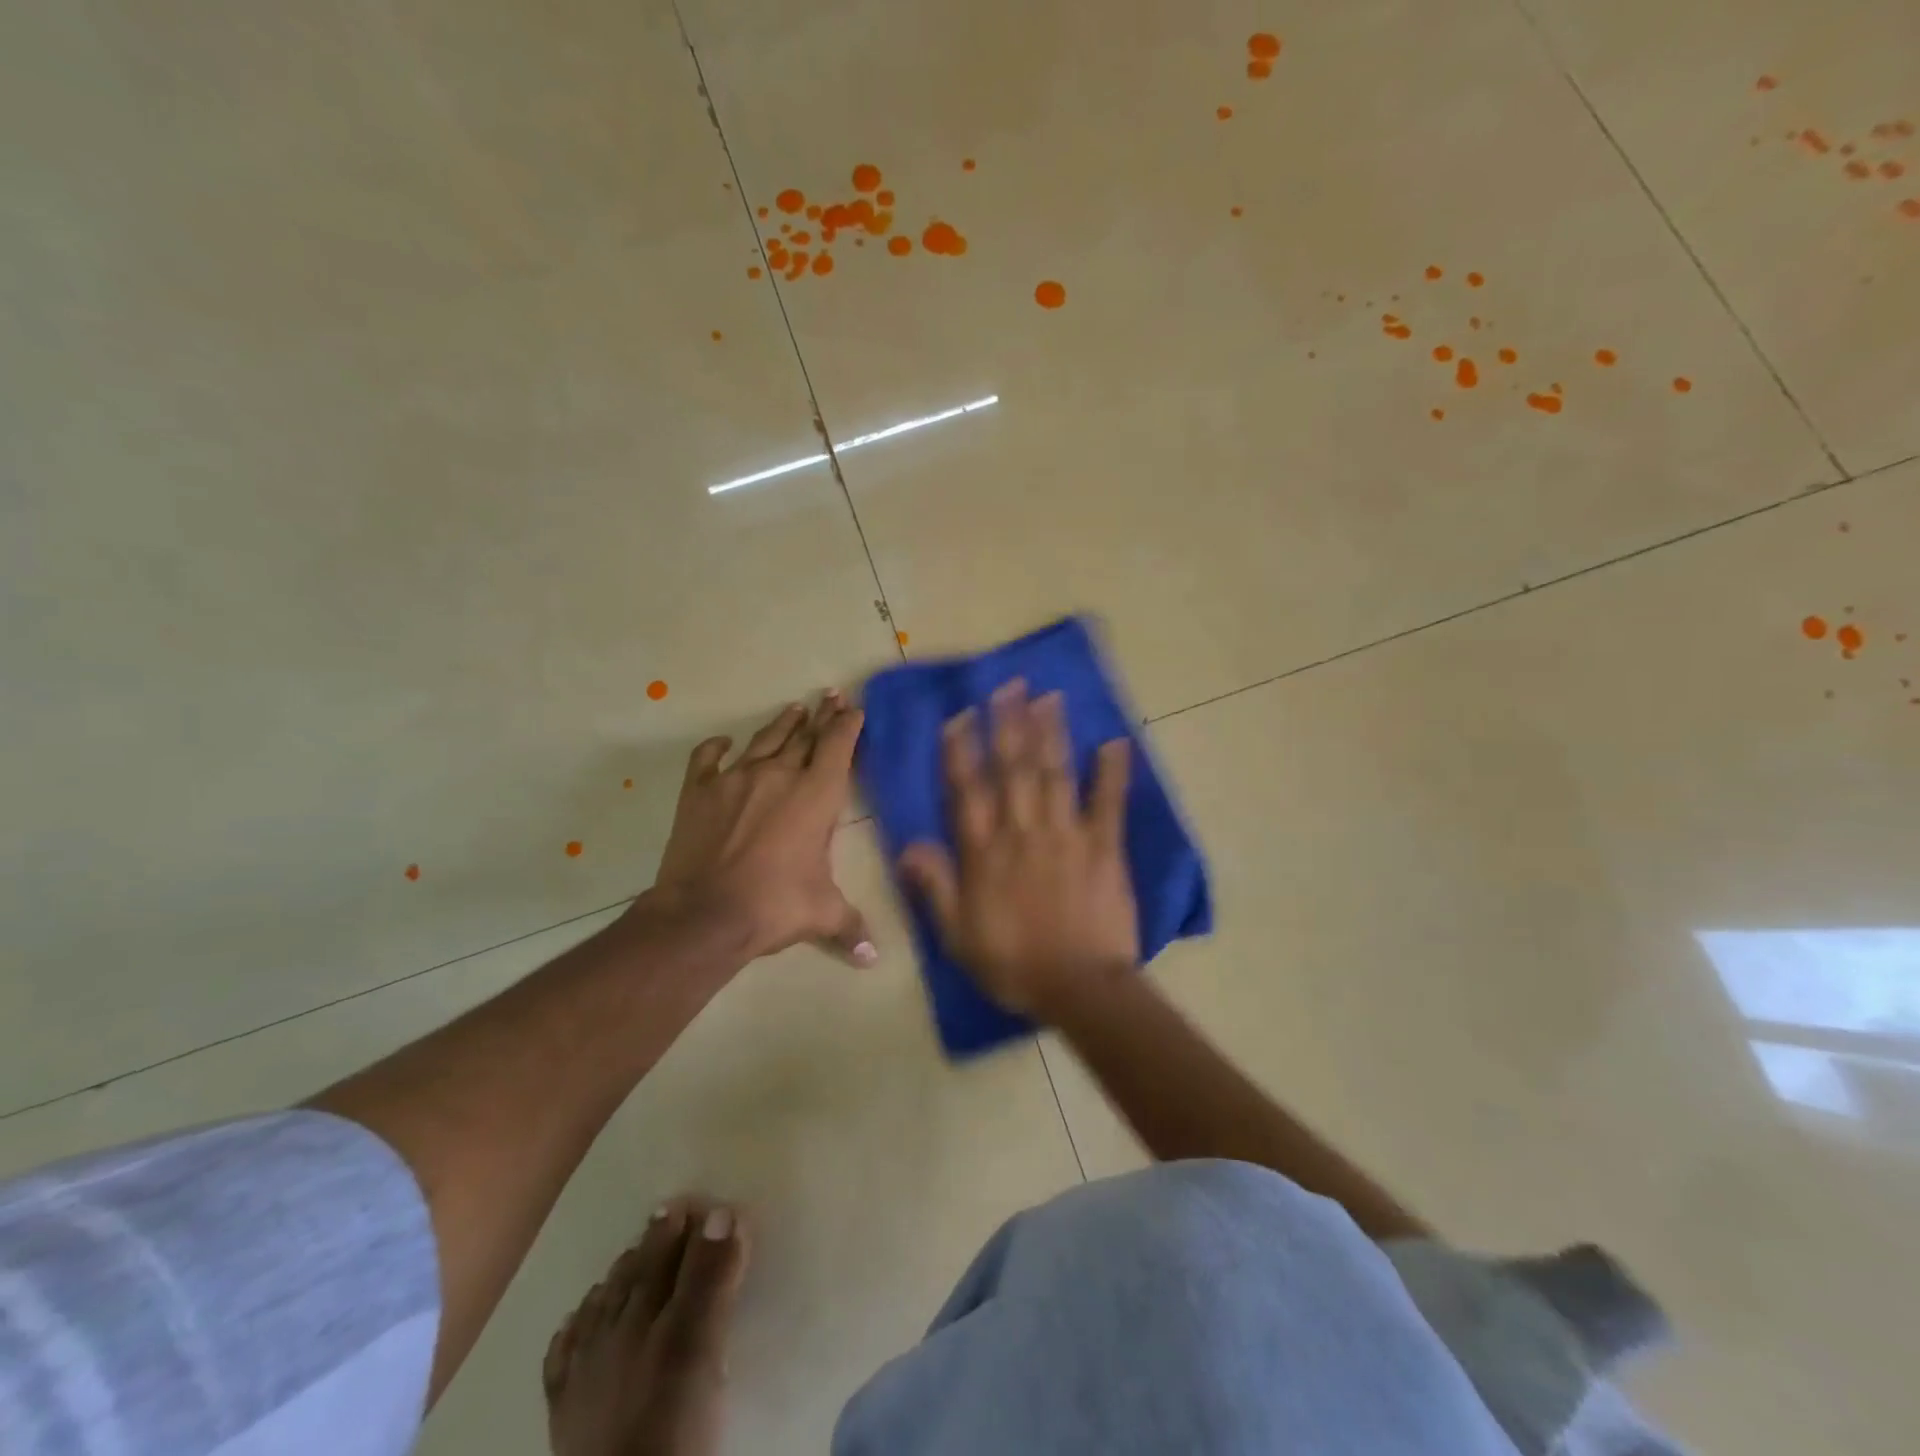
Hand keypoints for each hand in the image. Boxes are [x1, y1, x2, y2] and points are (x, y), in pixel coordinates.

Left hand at [643, 691, 873, 966]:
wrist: (705, 913)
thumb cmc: (775, 906)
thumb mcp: (822, 914)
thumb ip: (851, 927)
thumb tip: (874, 958)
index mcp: (816, 795)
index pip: (838, 746)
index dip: (848, 724)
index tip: (854, 707)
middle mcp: (779, 775)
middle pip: (805, 735)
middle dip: (822, 716)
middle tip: (830, 696)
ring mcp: (736, 778)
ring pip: (765, 740)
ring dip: (783, 723)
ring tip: (794, 708)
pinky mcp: (699, 790)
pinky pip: (708, 758)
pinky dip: (717, 747)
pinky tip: (724, 743)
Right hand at [898, 681, 1137, 1021]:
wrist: (1078, 988)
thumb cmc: (1013, 963)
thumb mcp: (957, 934)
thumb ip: (934, 885)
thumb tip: (908, 844)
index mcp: (985, 853)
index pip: (968, 791)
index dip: (961, 751)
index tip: (960, 715)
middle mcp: (1022, 832)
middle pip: (1013, 769)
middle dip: (1008, 724)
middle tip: (1009, 685)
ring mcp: (1066, 835)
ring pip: (1054, 774)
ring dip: (1050, 733)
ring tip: (1048, 697)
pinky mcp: (1104, 847)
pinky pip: (1107, 803)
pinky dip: (1111, 771)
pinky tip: (1114, 741)